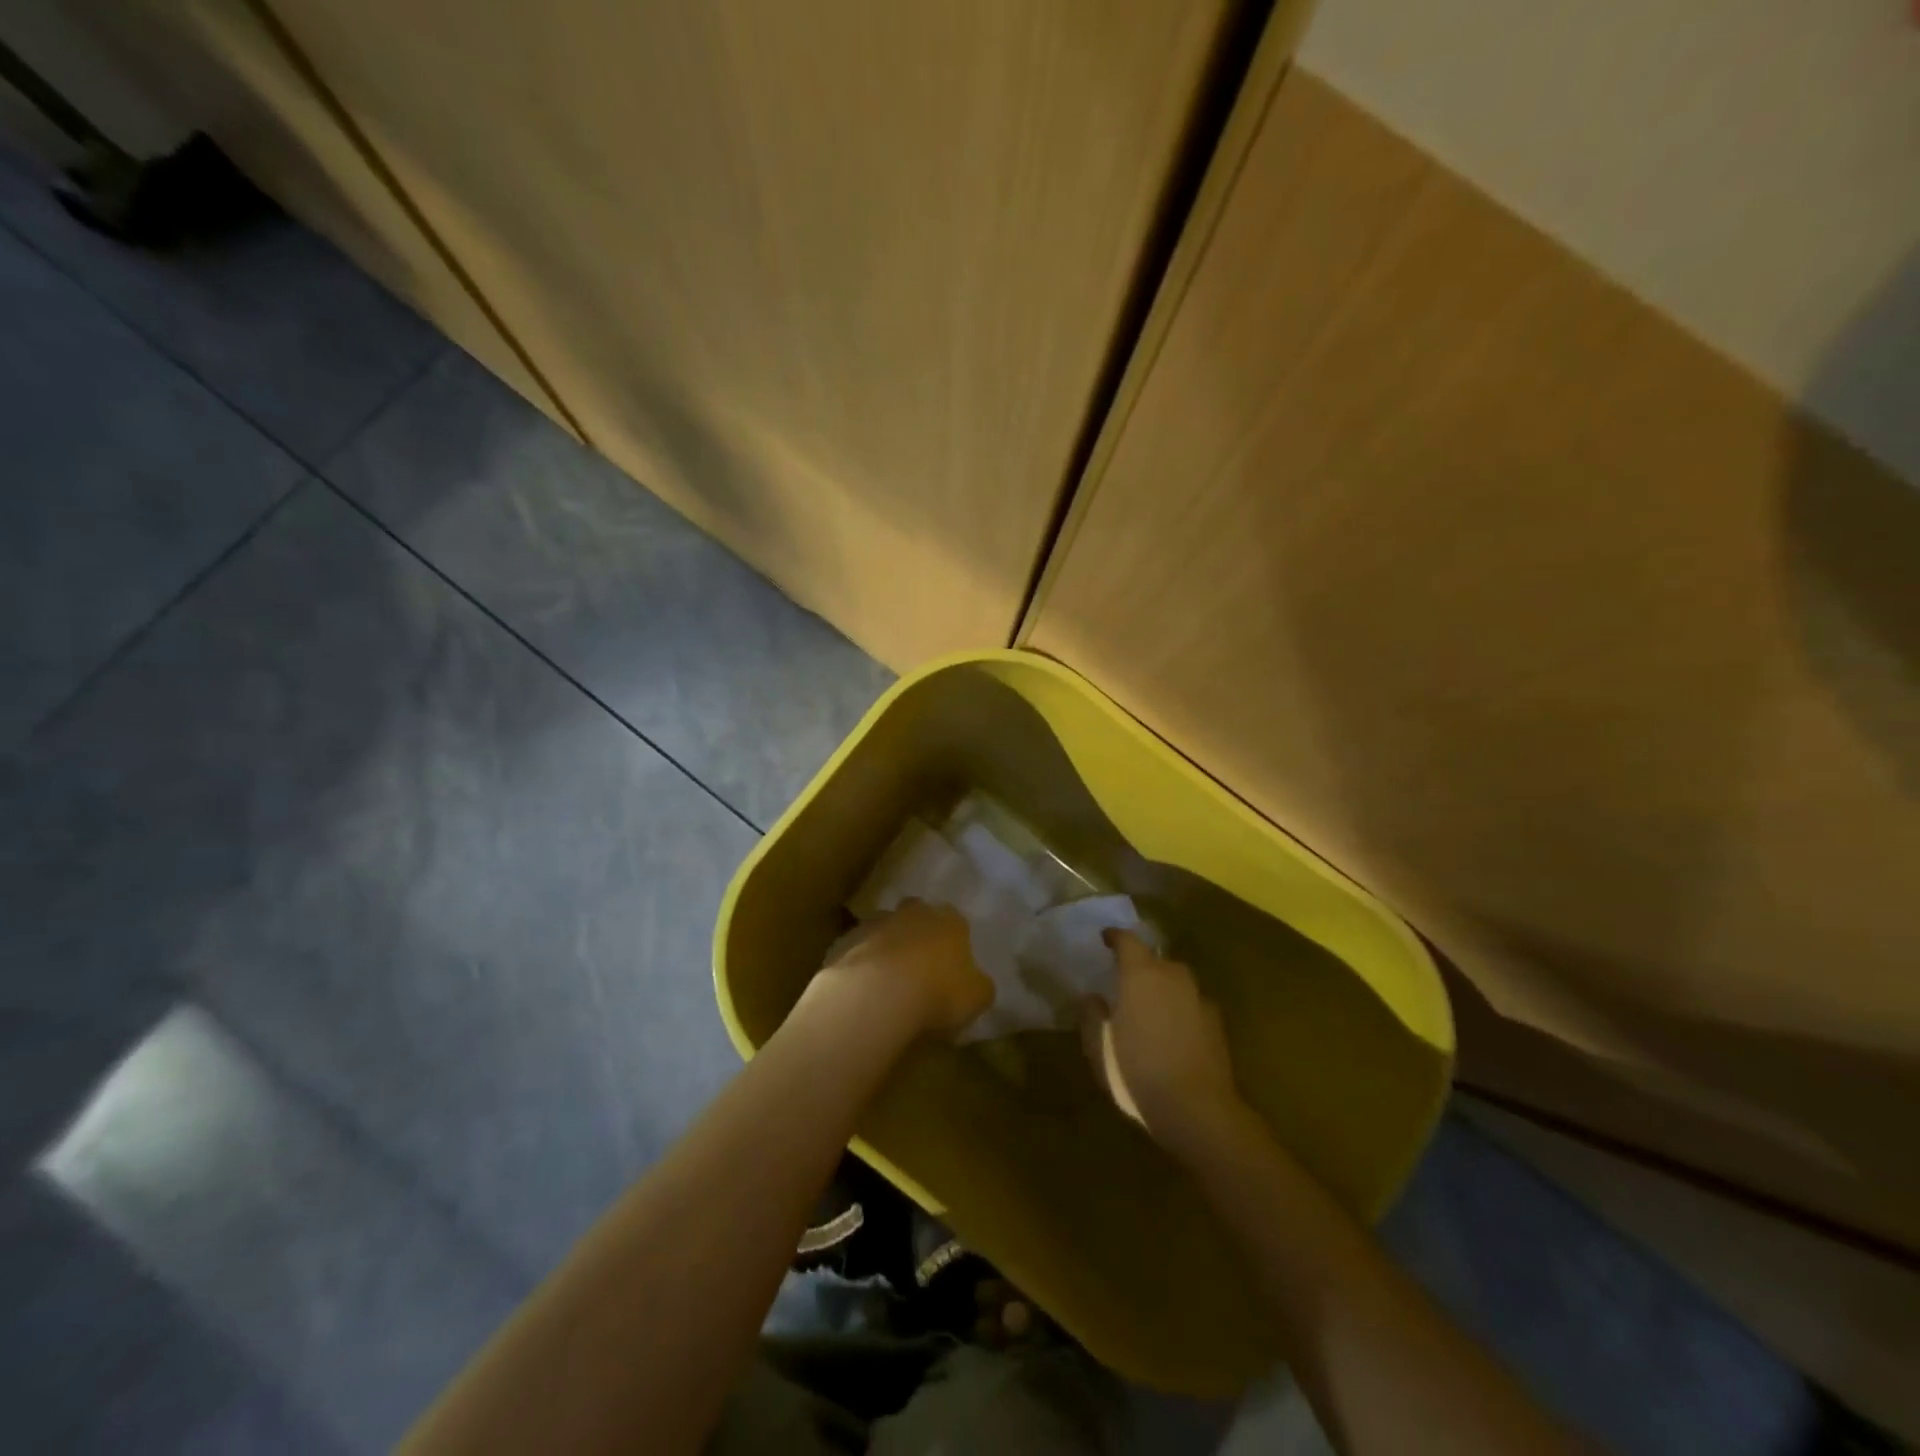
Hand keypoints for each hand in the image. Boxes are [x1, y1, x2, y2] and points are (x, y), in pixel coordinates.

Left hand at [811, 899, 992, 1039]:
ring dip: (886, 949)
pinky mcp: (843, 941)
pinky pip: (857, 951)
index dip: (953, 943)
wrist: (875, 994)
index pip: (956, 922)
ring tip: (887, 984)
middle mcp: (912, 912)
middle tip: (919, 969)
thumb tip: (977, 983)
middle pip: (917, 917)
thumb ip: (979, 986)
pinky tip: (862, 992)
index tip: (951, 968)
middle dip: (918, 935)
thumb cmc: (938, 993)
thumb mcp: (977, 997)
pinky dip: (860, 965)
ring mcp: (874, 923)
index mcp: (949, 920)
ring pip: (884, 930)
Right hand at [1083, 930, 1247, 1157]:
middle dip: (1141, 967)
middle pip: (1156, 960)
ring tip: (1149, 1009)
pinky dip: (1180, 1010)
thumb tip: (1091, 996)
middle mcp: (1173, 977)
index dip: (1116, 937)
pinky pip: (1192, 1005)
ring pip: (1177, 982)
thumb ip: (1092, 1016)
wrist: (1197, 1109)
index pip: (1128, 941)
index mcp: (1141, 975)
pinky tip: (1172, 1033)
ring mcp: (1199, 999)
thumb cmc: (1137, 1071)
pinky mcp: (1216, 1023)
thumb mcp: (1099, 1047)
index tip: (1106, 939)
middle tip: (1126, 983)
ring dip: (1163, 988)